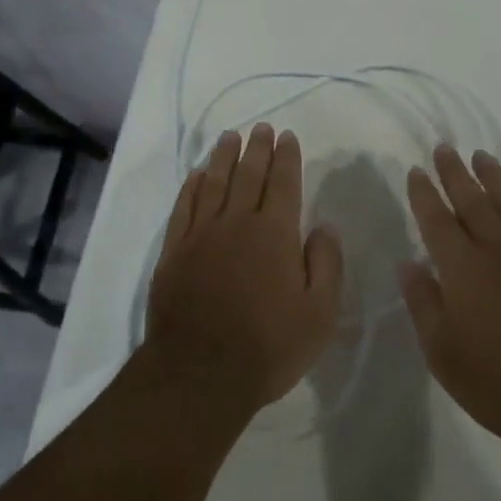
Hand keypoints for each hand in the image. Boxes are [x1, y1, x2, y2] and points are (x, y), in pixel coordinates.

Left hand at [145, 124, 343, 415]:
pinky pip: (183, 208)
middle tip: (262, 128)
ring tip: (230, 137)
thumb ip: (326, 264)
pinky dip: (191, 187)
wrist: (200, 373)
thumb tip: (323, 226)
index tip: (287, 136)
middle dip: (257, 148)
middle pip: (248, 175)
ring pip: (214, 184)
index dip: (287, 158)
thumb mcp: (319, 313)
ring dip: (223, 157)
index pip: (283, 184)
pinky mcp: (174, 252)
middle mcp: (237, 223)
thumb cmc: (268, 346)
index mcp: (274, 233)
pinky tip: (196, 175)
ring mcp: (200, 235)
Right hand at [400, 145, 500, 450]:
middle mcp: (499, 249)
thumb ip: (423, 303)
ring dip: (497, 178)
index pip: (437, 220)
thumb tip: (408, 263)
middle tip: (445, 149)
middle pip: (473, 202)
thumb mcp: (443, 353)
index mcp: (463, 268)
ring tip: (483, 157)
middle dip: (456, 174)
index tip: (417, 171)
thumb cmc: (498, 382)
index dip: (424, 194)